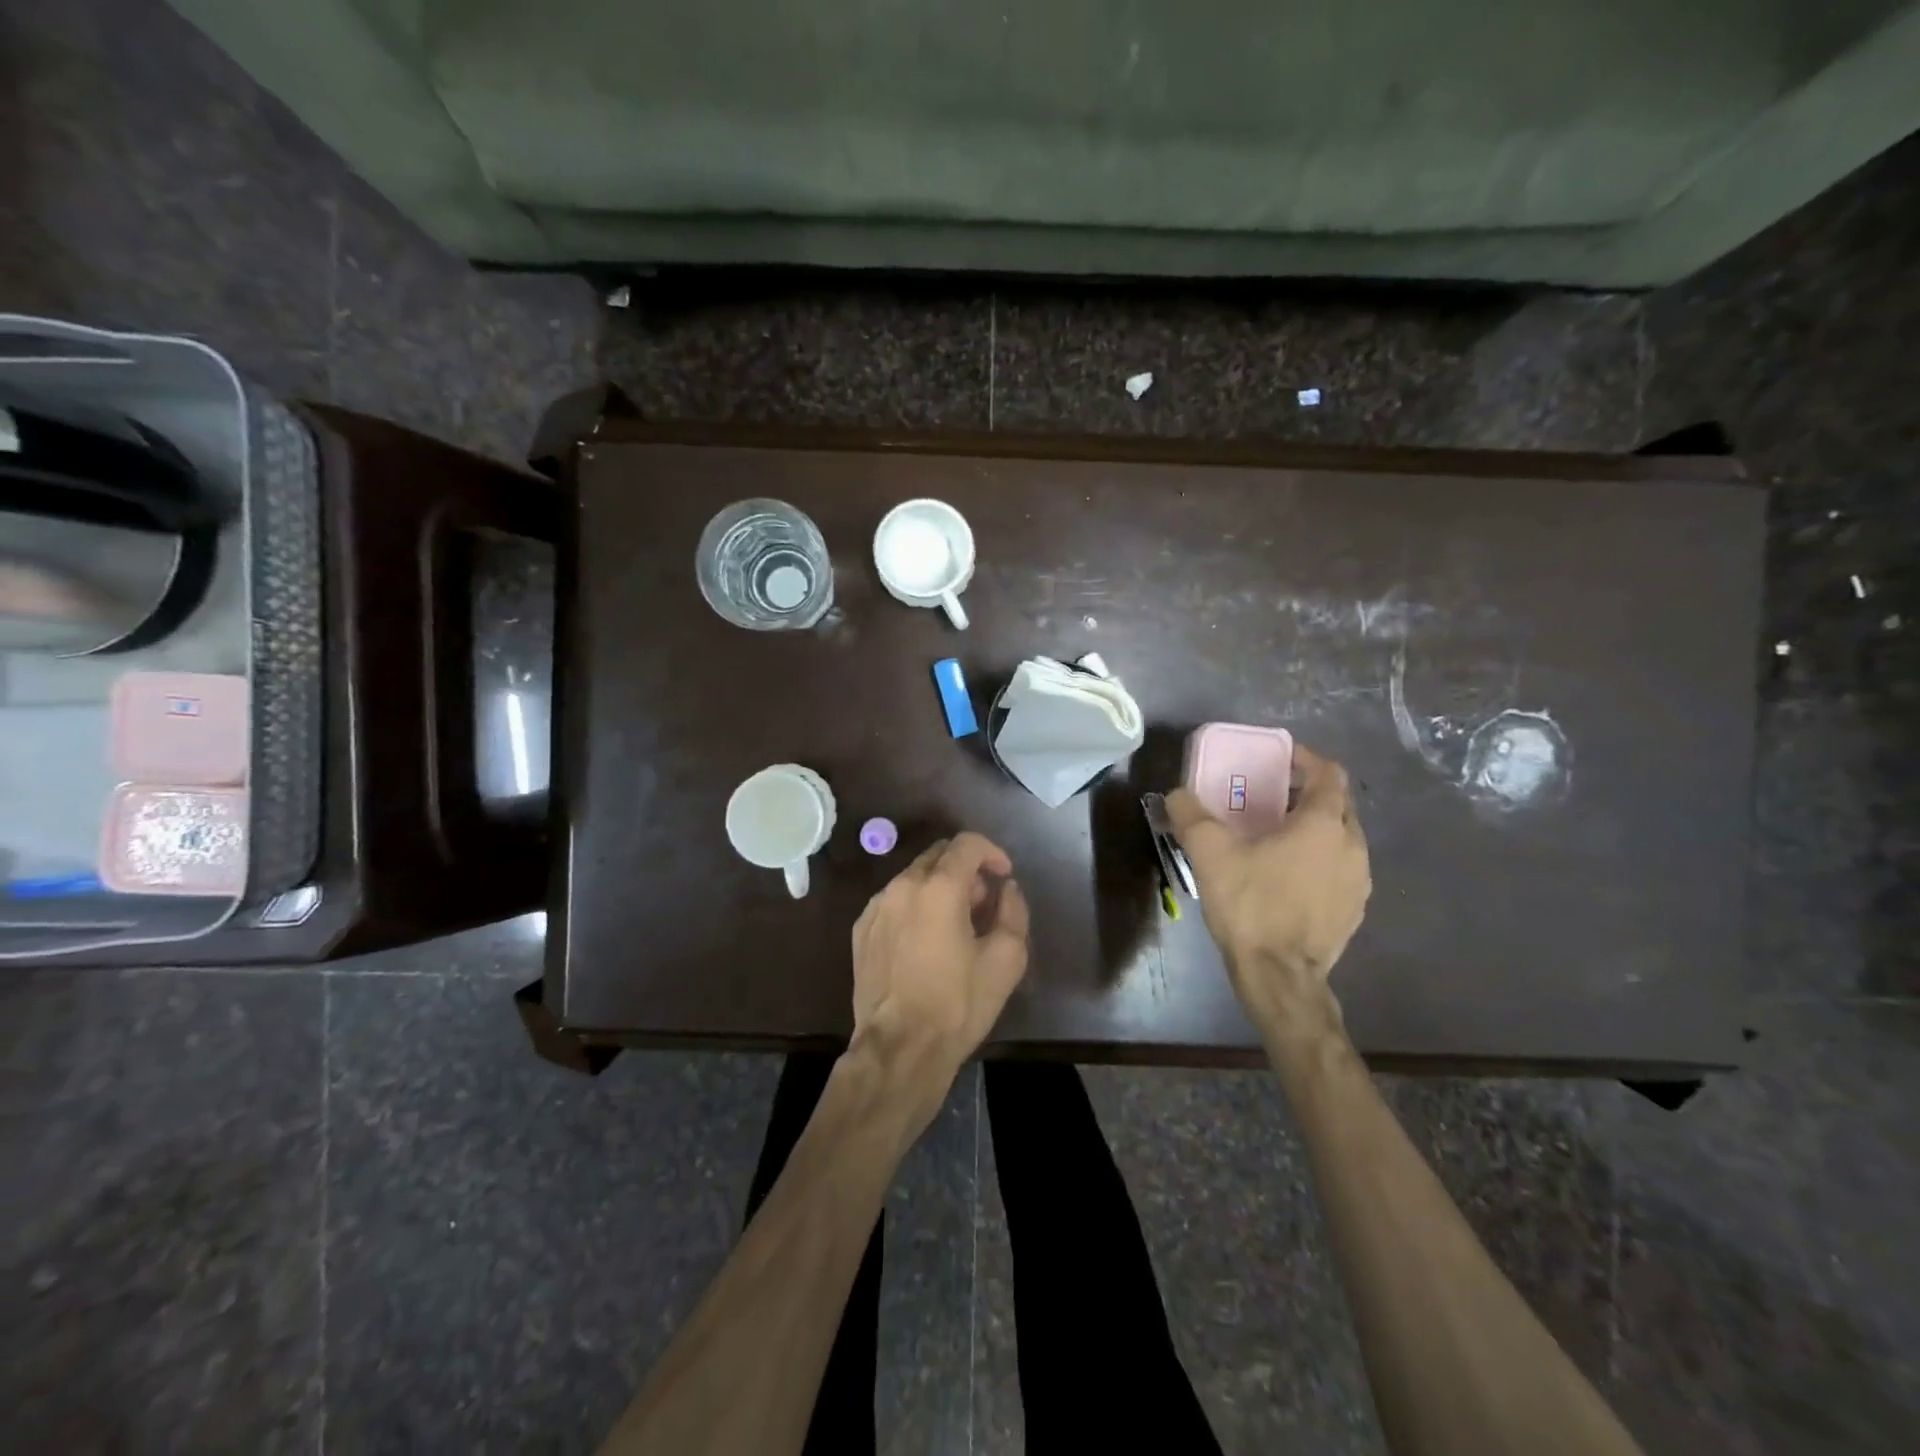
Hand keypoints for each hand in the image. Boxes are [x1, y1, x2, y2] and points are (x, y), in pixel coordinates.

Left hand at [850, 832, 1030, 1103]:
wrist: (899, 1047)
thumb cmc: (957, 1004)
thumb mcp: (1006, 960)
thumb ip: (1013, 911)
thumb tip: (1006, 889)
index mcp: (939, 887)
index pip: (967, 844)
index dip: (992, 852)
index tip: (1004, 876)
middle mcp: (902, 886)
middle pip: (938, 855)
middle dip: (966, 870)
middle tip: (982, 904)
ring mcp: (876, 907)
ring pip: (914, 877)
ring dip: (939, 888)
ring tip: (954, 926)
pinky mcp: (861, 929)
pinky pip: (894, 901)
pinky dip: (915, 906)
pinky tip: (924, 941)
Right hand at [1165, 743, 1370, 1038]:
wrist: (1279, 976)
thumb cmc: (1250, 905)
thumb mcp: (1209, 853)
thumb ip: (1190, 815)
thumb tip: (1176, 794)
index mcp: (1324, 824)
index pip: (1329, 774)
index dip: (1307, 760)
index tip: (1281, 759)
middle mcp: (1352, 847)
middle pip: (1338, 805)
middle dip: (1308, 793)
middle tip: (1272, 796)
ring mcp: (1358, 882)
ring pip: (1341, 839)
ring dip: (1315, 828)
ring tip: (1278, 836)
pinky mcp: (1354, 910)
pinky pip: (1340, 870)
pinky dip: (1319, 860)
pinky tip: (1288, 877)